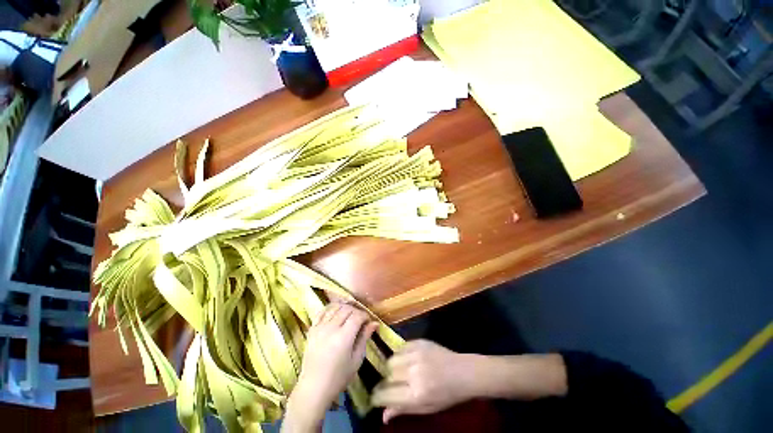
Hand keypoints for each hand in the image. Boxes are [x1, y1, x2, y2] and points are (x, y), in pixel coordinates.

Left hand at [283, 303, 377, 431]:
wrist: (314, 388)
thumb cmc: (338, 377)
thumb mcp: (356, 360)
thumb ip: (364, 338)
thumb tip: (375, 323)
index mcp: (344, 337)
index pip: (357, 315)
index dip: (365, 315)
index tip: (368, 321)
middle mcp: (331, 328)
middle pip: (346, 309)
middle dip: (356, 310)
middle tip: (360, 318)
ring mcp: (320, 327)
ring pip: (334, 307)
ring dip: (344, 307)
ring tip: (349, 314)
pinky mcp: (312, 329)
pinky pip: (322, 312)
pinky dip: (330, 308)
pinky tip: (335, 312)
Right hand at [371, 340, 479, 423]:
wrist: (463, 372)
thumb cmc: (446, 395)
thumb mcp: (426, 408)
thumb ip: (403, 410)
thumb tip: (383, 416)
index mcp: (417, 394)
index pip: (387, 394)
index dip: (378, 396)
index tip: (375, 397)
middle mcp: (414, 373)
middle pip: (388, 375)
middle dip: (386, 381)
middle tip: (390, 384)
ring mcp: (417, 355)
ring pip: (392, 359)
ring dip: (392, 367)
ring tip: (399, 371)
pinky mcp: (419, 342)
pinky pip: (400, 347)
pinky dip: (400, 355)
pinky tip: (407, 360)